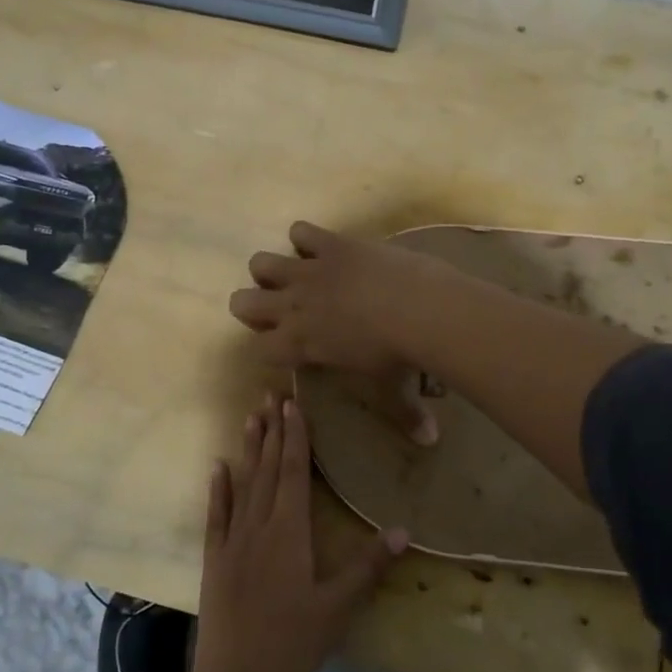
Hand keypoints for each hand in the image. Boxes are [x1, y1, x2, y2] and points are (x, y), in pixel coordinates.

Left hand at [189, 395, 407, 671]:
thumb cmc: (293, 644)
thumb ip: (368, 566)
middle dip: (271, 432)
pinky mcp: (214, 560)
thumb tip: (402, 529)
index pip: (293, 472)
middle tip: (271, 396)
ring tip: (250, 418)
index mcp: (290, 532)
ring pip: (242, 484)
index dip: (294, 436)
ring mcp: (232, 541)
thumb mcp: (338, 608)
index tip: (292, 405)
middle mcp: (258, 526)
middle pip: (267, 469)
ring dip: (248, 450)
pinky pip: (216, 515)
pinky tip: (217, 467)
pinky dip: (218, 489)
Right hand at [227, 222, 452, 442]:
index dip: (268, 347)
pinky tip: (323, 246)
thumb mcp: (396, 391)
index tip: (286, 346)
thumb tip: (429, 440)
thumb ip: (406, 415)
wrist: (420, 310)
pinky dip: (306, 237)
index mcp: (300, 345)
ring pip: (261, 262)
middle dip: (254, 305)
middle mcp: (293, 307)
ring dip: (272, 268)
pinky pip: (301, 231)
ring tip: (296, 274)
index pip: (259, 349)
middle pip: (242, 302)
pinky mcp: (330, 244)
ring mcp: (308, 272)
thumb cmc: (400, 358)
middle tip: (281, 308)